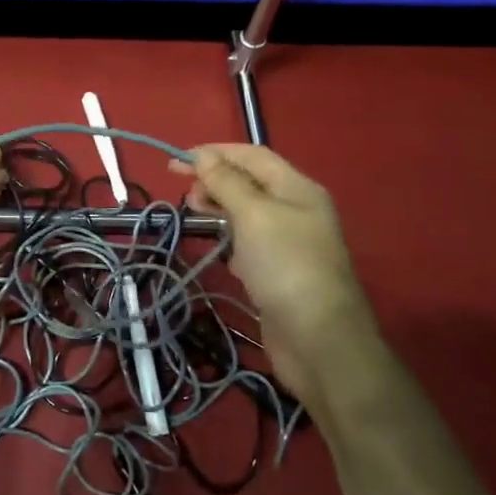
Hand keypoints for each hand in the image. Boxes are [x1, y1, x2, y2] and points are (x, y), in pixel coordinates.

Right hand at [171, 143, 377, 404]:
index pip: (252, 155)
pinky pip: (248, 243)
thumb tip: (203, 156)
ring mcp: (288, 243)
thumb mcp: (254, 215)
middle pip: (249, 182)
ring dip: (219, 209)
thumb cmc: (286, 267)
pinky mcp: (278, 272)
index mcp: (297, 188)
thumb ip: (227, 183)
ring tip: (195, 216)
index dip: (214, 153)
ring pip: (247, 213)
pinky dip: (229, 239)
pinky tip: (218, 250)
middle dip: (215, 181)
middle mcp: (296, 210)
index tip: (176, 163)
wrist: (319, 342)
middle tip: (187, 197)